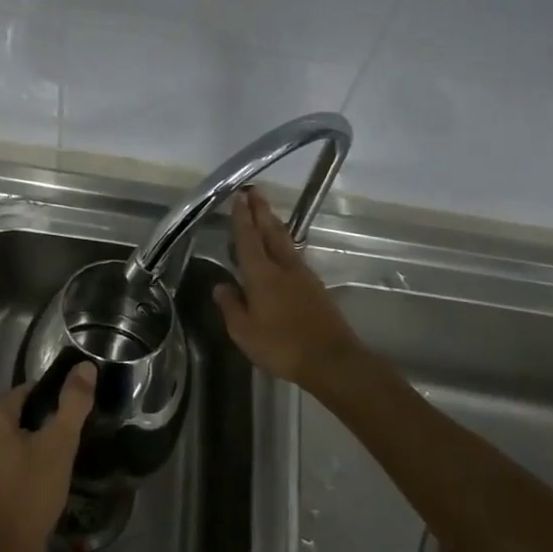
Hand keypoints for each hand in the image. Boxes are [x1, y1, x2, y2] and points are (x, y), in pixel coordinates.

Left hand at [0, 362, 96, 551]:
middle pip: (15, 415)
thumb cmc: (28, 498)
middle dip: (39, 430)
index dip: (53, 409)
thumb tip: (85, 366)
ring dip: (25, 448)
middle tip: (61, 455)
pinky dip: (10, 465)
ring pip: (5, 438)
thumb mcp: (58, 447)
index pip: (29, 393)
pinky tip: (28, 486)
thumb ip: (73, 403)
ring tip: (48, 472)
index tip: (69, 430)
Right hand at [214, 188, 361, 388]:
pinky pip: (295, 256)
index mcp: (261, 274)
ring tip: (267, 212)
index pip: (248, 238)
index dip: (242, 218)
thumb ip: (231, 306)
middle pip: (271, 232)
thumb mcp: (244, 332)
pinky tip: (283, 249)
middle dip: (262, 211)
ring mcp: (303, 276)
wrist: (332, 360)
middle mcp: (282, 267)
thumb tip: (220, 286)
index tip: (239, 197)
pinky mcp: (316, 288)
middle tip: (255, 191)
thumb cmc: (282, 345)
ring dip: (274, 224)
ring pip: (285, 242)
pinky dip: (285, 244)